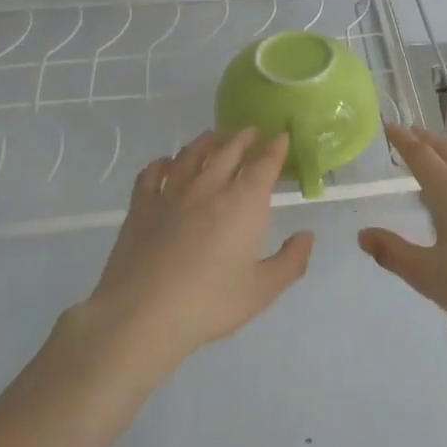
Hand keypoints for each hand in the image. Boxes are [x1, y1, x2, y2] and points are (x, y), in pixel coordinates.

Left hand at [79, 127, 312, 373]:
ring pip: (191, 154)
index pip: (264, 164)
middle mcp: (208, 188)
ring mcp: (171, 193)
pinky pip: (152, 173)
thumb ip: (290, 261)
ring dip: (208, 141)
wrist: (142, 315)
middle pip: (228, 150)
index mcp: (243, 203)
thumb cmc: (209, 304)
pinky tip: (167, 163)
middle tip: (252, 132)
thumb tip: (306, 236)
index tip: (282, 137)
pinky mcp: (141, 206)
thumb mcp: (262, 291)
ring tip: (216, 137)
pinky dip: (163, 162)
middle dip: (244, 137)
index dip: (275, 148)